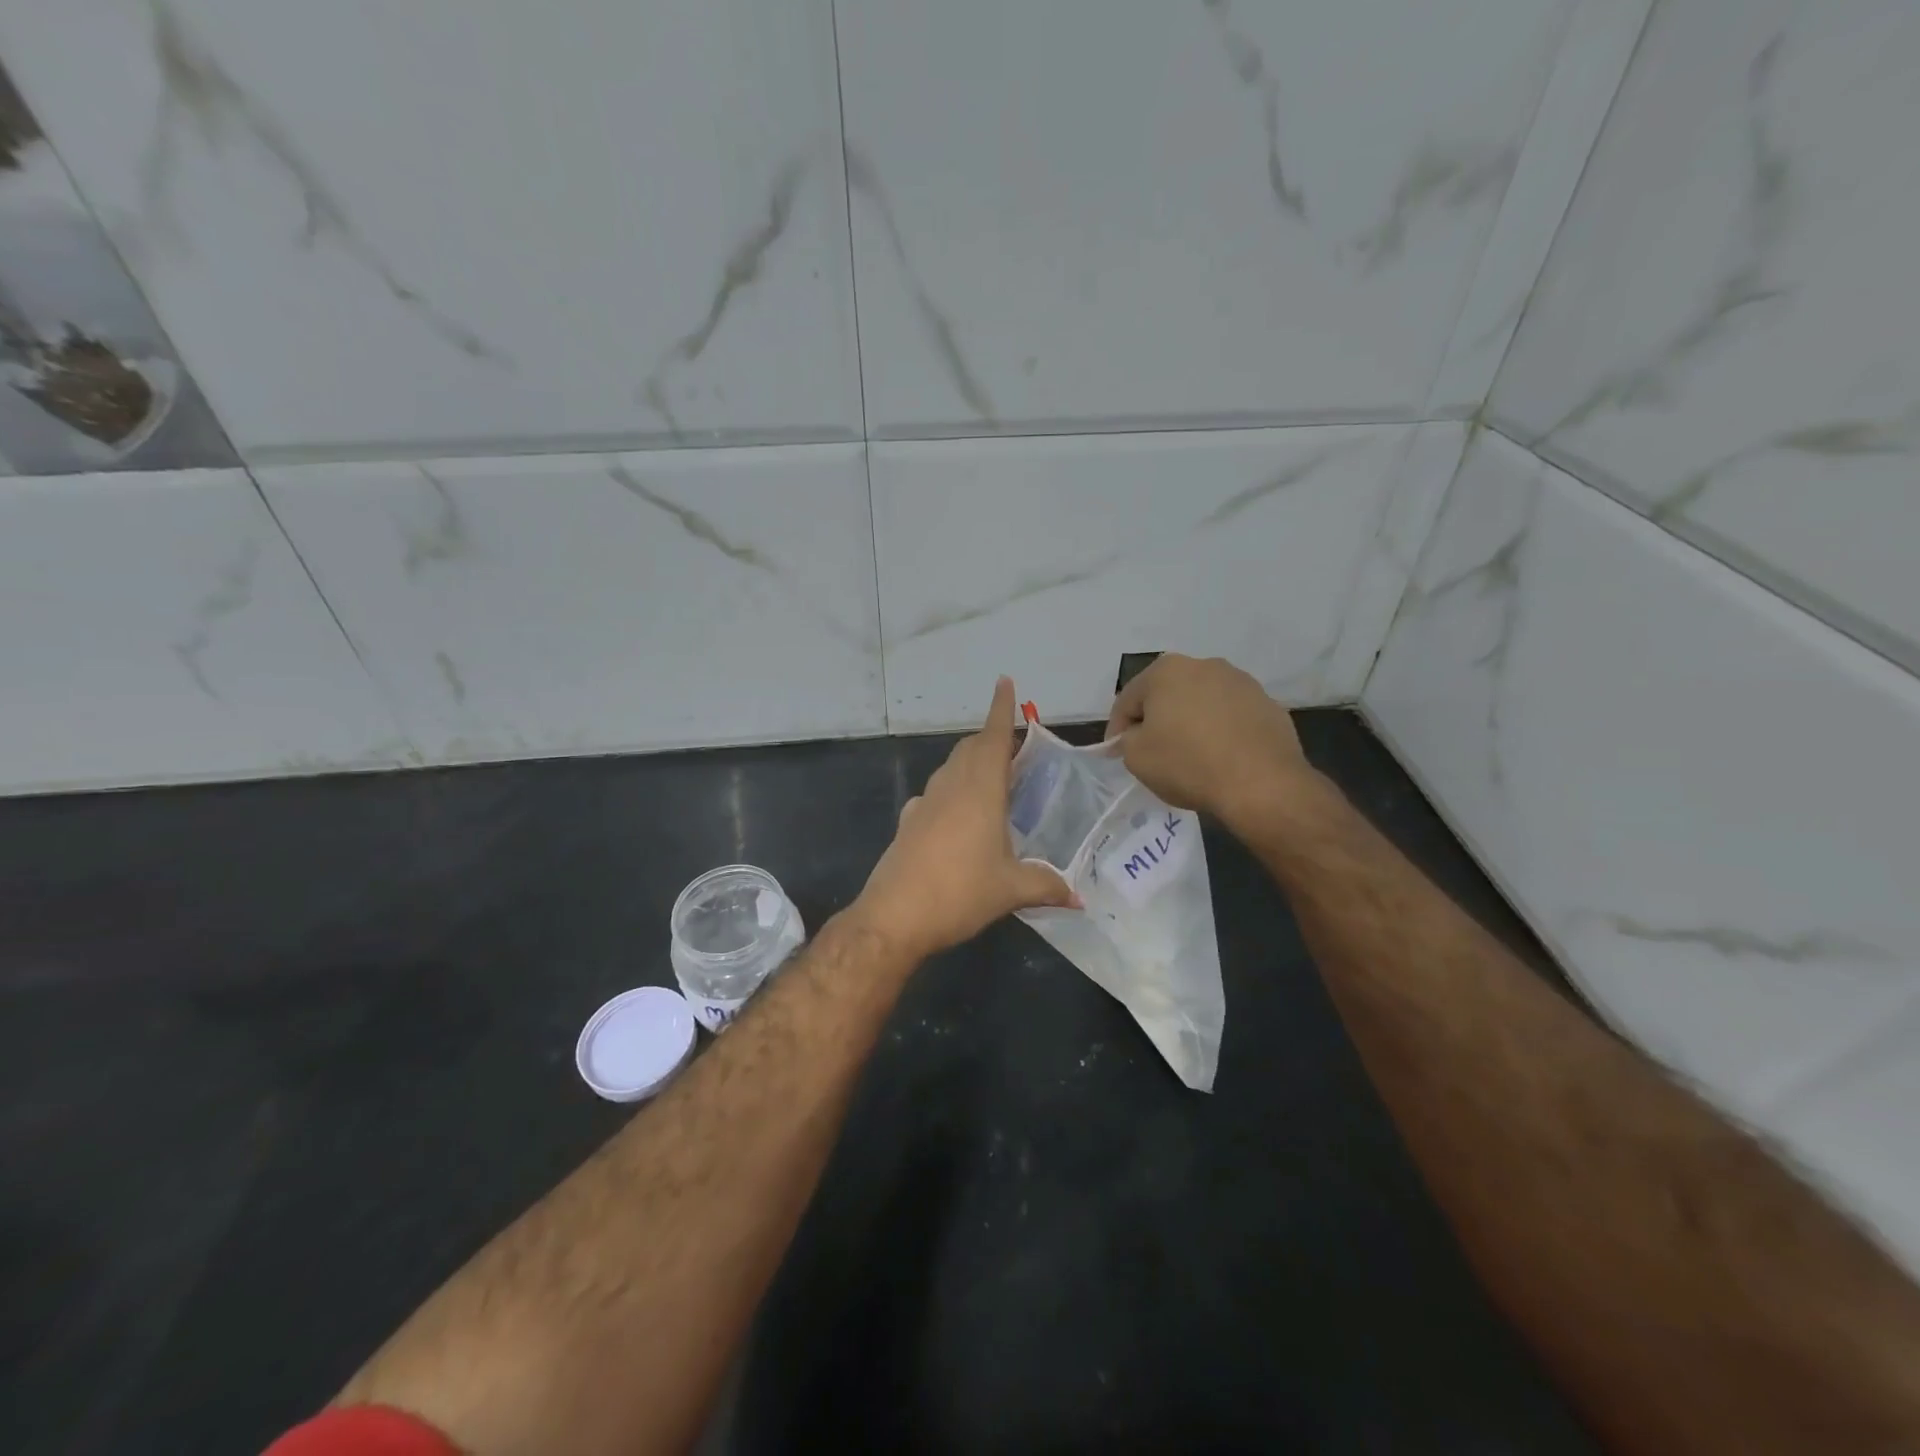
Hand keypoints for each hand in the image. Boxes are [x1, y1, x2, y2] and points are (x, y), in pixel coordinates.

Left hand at [853, 677, 1078, 959]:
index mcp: (980, 790)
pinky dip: (952, 792)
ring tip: (993, 780)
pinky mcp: (908, 823)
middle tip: (1015, 747)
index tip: (1004, 682)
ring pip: (951, 769)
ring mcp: (924, 804)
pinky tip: (959, 817)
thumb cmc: (959, 893)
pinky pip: (935, 795)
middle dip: (991, 739)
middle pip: (970, 749)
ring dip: (971, 764)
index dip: (1001, 709)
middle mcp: (950, 787)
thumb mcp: (1011, 890)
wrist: (894, 917)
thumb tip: (1079, 898)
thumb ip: (1047, 886)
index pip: (993, 738)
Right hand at [1105, 654, 1313, 826]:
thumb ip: (1126, 741)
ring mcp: (1241, 682)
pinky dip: (1219, 732)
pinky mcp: (1267, 704)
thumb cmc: (1188, 764)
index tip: (1116, 753)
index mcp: (1166, 671)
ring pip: (1200, 703)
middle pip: (1166, 695)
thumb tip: (1133, 737)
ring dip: (1189, 723)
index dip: (1117, 729)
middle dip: (1155, 720)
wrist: (1262, 783)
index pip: (1127, 700)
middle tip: (1151, 752)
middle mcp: (1204, 665)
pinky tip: (1219, 758)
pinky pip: (1230, 717)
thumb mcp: (1136, 757)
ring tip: (1189, 756)